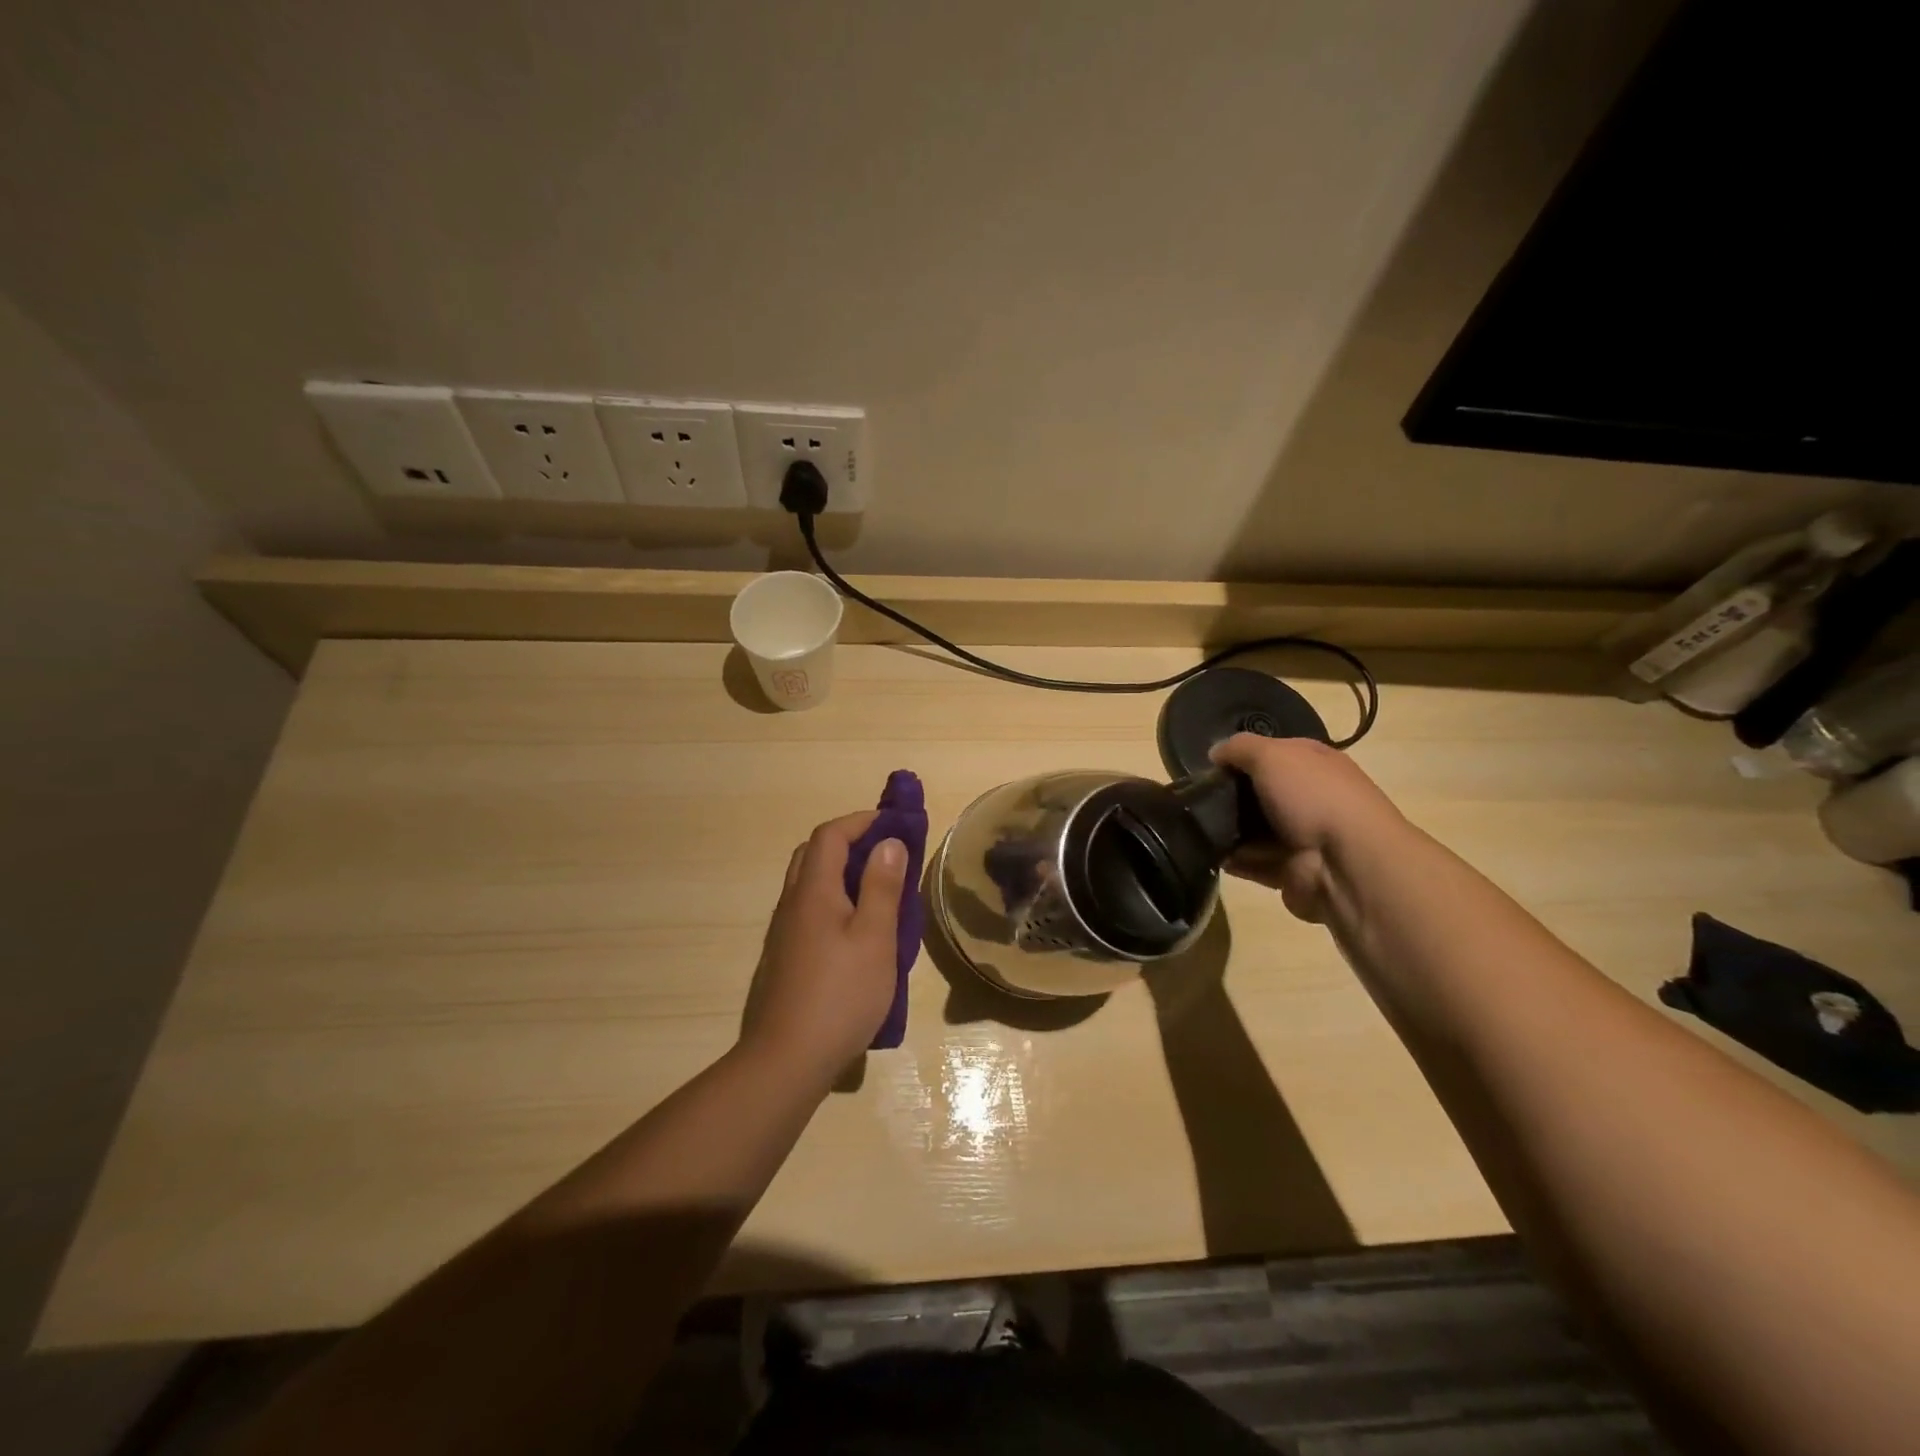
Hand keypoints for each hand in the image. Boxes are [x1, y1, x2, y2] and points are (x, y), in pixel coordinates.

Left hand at [740, 812, 906, 1082]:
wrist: (786, 1060)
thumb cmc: (840, 995)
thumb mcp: (875, 939)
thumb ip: (881, 887)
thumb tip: (887, 842)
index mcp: (814, 892)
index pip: (830, 835)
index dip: (861, 821)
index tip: (894, 825)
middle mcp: (792, 904)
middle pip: (813, 854)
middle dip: (849, 842)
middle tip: (885, 854)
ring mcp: (783, 933)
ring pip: (809, 884)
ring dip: (840, 873)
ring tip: (877, 892)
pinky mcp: (784, 959)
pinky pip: (808, 911)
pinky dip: (833, 901)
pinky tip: (855, 933)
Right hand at [1209, 733, 1405, 922]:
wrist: (1346, 864)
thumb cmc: (1312, 796)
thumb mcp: (1272, 755)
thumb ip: (1239, 748)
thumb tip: (1215, 753)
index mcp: (1316, 764)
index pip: (1275, 752)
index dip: (1244, 756)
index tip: (1211, 766)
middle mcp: (1312, 798)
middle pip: (1262, 793)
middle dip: (1232, 795)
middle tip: (1199, 799)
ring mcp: (1304, 837)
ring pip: (1256, 830)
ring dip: (1230, 830)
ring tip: (1200, 828)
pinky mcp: (1292, 871)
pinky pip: (1255, 863)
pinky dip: (1236, 861)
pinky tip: (1213, 854)